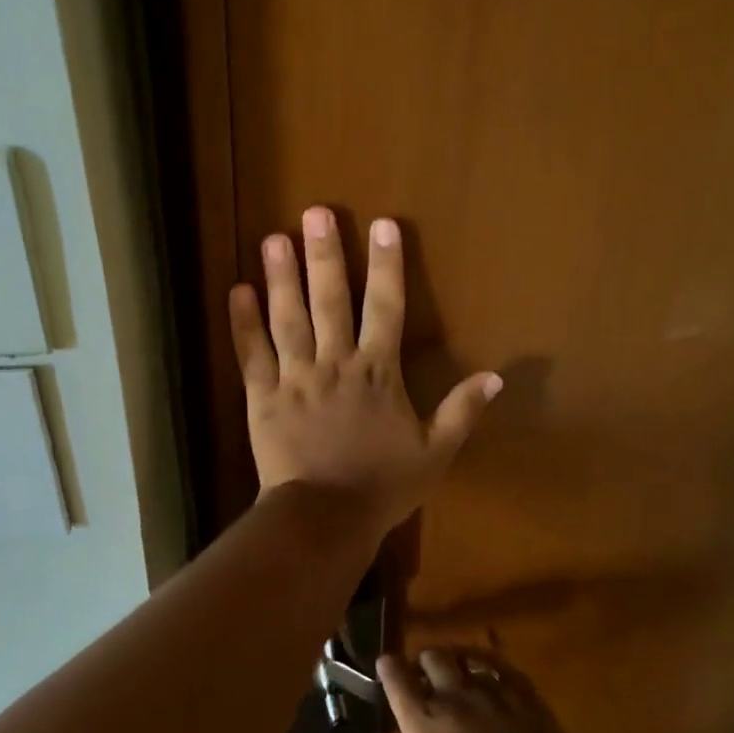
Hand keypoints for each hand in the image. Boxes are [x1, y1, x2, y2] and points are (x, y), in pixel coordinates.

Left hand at [228, 207, 499, 537]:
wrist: (325, 519)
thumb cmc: (382, 487)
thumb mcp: (435, 453)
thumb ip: (462, 411)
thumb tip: (497, 376)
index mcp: (377, 373)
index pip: (386, 308)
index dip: (386, 265)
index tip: (383, 225)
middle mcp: (335, 363)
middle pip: (330, 301)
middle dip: (324, 255)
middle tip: (315, 213)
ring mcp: (295, 378)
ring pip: (287, 319)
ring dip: (281, 277)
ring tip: (274, 238)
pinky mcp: (263, 396)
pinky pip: (251, 355)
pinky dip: (242, 324)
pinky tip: (236, 291)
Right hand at [325, 647, 586, 732]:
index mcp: (425, 727)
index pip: (398, 682)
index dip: (388, 668)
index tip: (384, 661)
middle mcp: (454, 699)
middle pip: (433, 659)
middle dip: (423, 661)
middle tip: (421, 671)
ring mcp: (493, 695)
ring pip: (467, 658)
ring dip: (456, 659)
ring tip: (454, 666)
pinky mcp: (527, 698)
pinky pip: (503, 667)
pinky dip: (491, 664)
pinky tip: (493, 673)